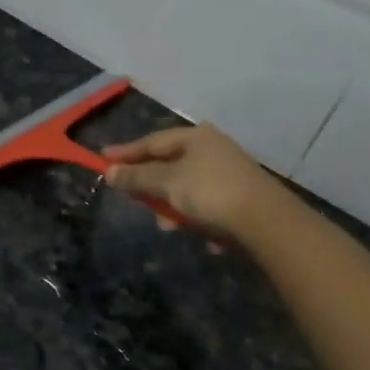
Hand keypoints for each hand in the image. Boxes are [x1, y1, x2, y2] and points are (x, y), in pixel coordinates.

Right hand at [102, 125, 297, 246]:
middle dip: (151, 187)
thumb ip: (137, 177)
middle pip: (168, 165)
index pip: (151, 142)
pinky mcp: (241, 195)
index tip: (102, 160)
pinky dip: (197, 216)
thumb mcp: (167, 184)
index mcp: (195, 136)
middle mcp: (212, 147)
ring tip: (169, 226)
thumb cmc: (210, 193)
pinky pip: (206, 204)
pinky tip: (199, 233)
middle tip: (136, 201)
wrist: (267, 221)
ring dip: (173, 207)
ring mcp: (229, 171)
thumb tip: (109, 172)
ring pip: (186, 188)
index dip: (125, 153)